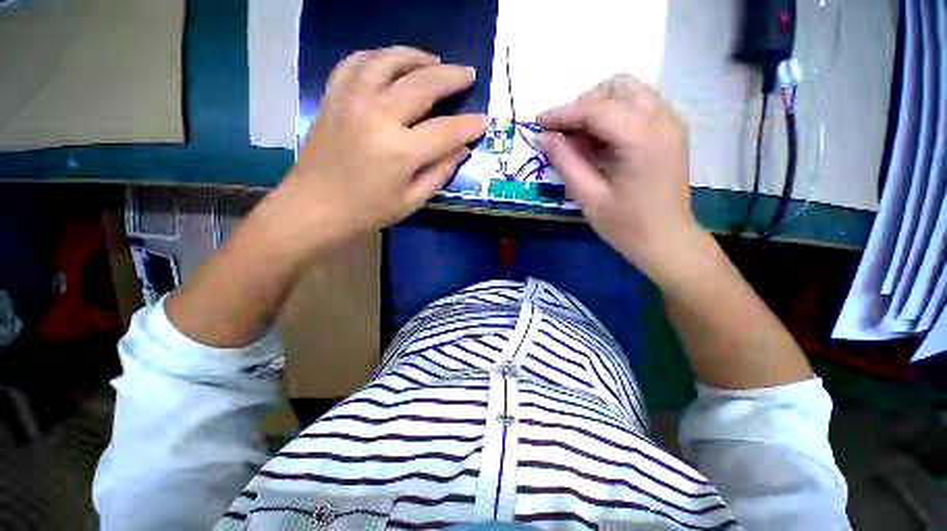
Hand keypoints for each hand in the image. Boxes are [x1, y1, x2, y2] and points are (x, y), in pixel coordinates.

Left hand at [273, 46, 486, 248]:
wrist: (315, 206)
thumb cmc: (368, 210)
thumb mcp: (411, 200)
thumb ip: (439, 173)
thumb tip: (461, 150)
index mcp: (400, 151)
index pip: (446, 131)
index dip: (468, 125)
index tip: (484, 120)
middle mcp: (378, 117)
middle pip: (422, 84)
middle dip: (451, 77)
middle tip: (468, 74)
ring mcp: (352, 101)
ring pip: (389, 61)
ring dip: (416, 56)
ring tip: (433, 60)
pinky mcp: (334, 97)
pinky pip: (356, 63)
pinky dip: (377, 56)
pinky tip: (391, 61)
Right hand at [537, 75, 700, 285]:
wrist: (666, 241)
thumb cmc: (626, 226)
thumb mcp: (588, 197)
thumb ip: (565, 162)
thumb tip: (544, 137)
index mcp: (641, 138)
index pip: (595, 108)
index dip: (562, 113)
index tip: (538, 122)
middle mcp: (662, 119)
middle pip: (617, 86)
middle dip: (584, 103)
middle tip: (563, 132)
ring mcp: (670, 123)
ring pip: (629, 91)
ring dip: (598, 106)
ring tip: (579, 137)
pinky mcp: (670, 131)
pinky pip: (638, 106)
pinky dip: (613, 114)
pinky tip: (600, 141)